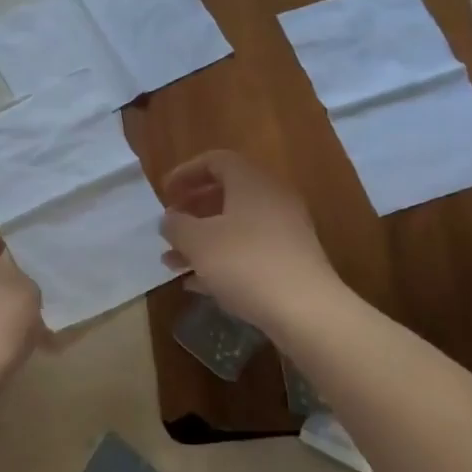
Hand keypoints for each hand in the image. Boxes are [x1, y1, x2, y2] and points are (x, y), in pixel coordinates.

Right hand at [160, 150, 340, 328]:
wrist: (306, 310)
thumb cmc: (245, 263)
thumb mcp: (197, 241)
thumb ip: (176, 225)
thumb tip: (170, 219)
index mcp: (251, 182)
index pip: (215, 161)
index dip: (185, 173)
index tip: (164, 194)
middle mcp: (272, 198)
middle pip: (226, 193)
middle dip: (192, 210)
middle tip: (170, 226)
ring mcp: (285, 231)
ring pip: (235, 226)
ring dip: (202, 240)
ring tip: (173, 262)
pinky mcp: (290, 261)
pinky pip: (249, 250)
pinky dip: (222, 259)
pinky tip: (197, 283)